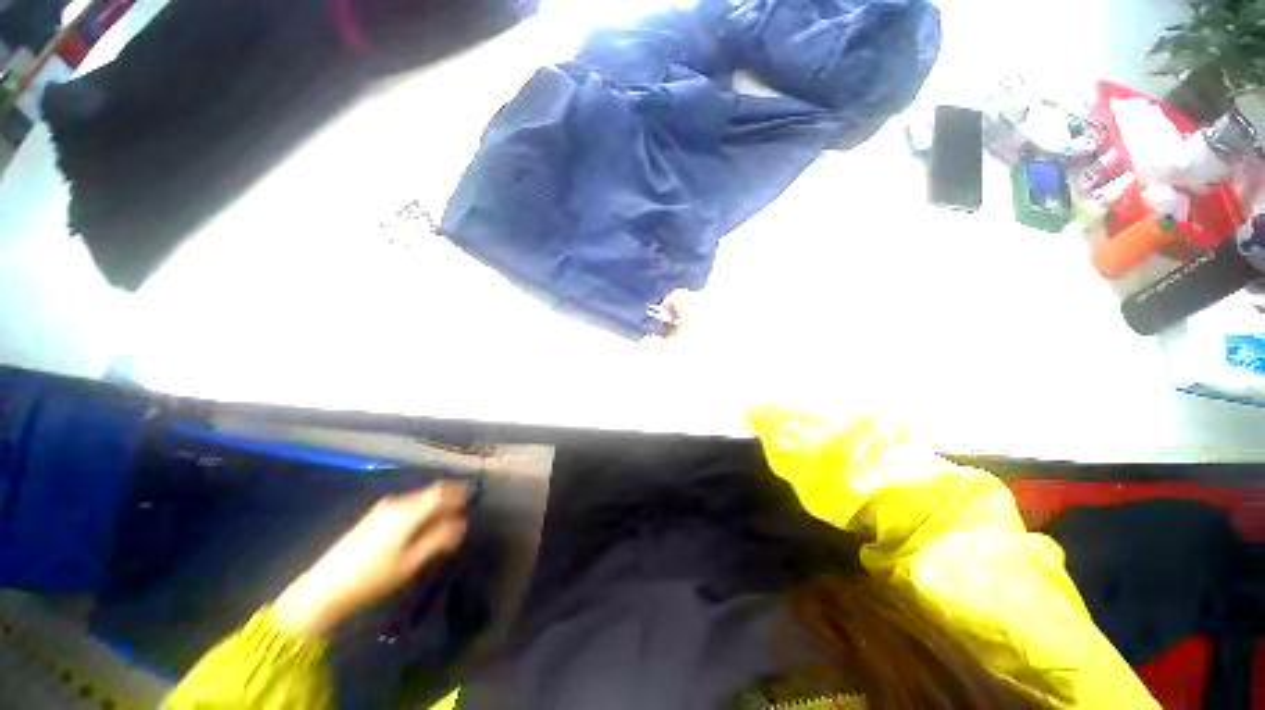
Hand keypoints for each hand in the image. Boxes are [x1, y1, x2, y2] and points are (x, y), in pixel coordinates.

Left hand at [273, 482, 468, 636]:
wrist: (323, 589)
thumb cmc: (373, 577)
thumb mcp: (411, 562)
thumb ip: (439, 540)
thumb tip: (462, 524)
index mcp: (408, 511)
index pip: (441, 490)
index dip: (459, 491)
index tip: (472, 499)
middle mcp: (396, 503)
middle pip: (430, 493)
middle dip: (447, 501)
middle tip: (459, 516)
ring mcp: (381, 509)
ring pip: (417, 500)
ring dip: (432, 507)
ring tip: (441, 525)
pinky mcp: (372, 518)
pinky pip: (405, 506)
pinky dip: (418, 512)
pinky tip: (417, 530)